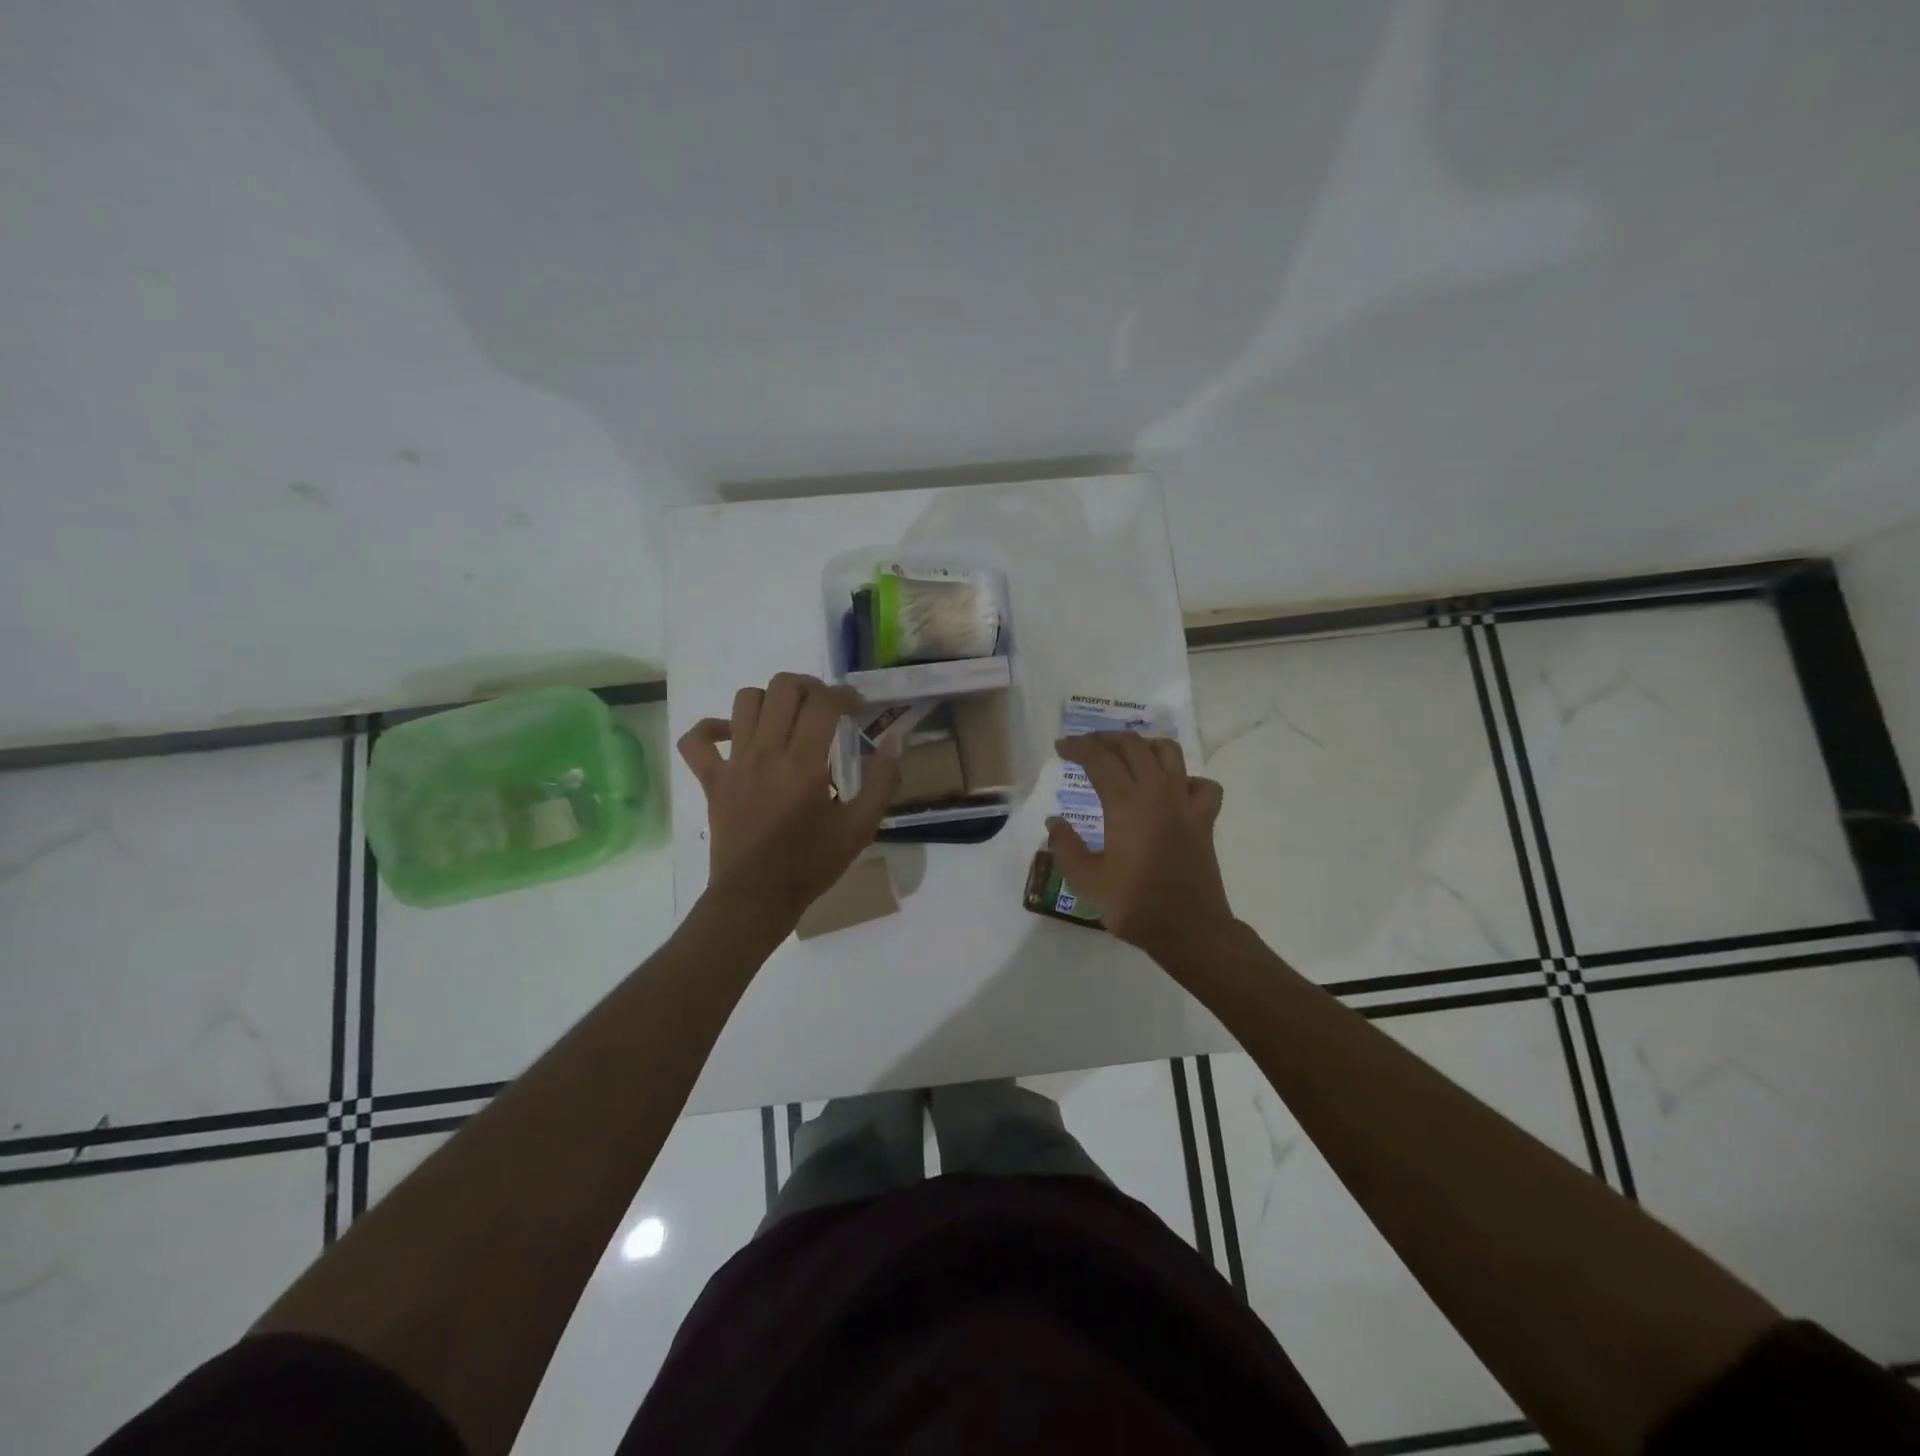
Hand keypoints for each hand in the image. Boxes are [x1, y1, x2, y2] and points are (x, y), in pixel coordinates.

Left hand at [678, 673, 900, 929]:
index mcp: (804, 764)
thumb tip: (893, 742)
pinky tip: (734, 735)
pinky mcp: (711, 780)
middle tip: (825, 708)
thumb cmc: (810, 865)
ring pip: (744, 701)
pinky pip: (698, 740)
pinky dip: (713, 728)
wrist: (755, 898)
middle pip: (782, 687)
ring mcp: (734, 764)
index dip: (845, 695)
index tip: (857, 709)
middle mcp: (766, 753)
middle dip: (810, 687)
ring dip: (771, 700)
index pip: (823, 702)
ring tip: (787, 718)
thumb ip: (881, 782)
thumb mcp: (860, 828)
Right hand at [1047, 732, 1233, 960]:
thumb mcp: (1086, 880)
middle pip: (1132, 746)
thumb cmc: (1134, 904)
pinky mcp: (1204, 818)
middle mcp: (1157, 792)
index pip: (1099, 759)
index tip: (1061, 747)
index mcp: (1125, 803)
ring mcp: (1185, 802)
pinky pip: (1201, 784)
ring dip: (1144, 745)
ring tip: (1127, 755)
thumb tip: (1055, 821)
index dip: (1077, 747)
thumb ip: (1065, 846)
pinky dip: (1185, 779)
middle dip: (1105, 739)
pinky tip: (1172, 790)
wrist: (1189, 929)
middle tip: (1086, 746)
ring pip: (1168, 753)